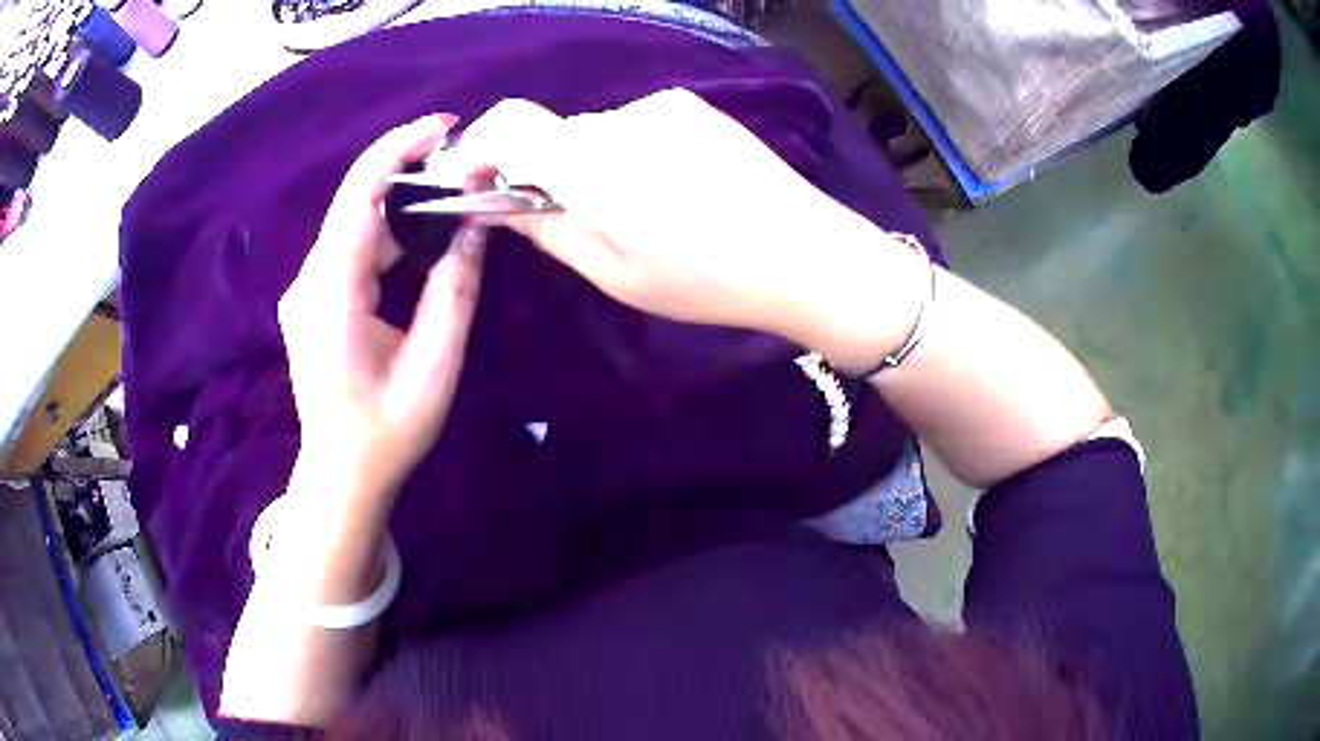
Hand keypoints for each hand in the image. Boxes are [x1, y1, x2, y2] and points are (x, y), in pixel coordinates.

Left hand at [279, 115, 486, 514]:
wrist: (341, 475)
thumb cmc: (387, 431)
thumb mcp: (434, 366)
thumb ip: (453, 289)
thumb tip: (475, 225)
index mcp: (330, 293)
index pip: (359, 196)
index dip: (398, 149)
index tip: (445, 127)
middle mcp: (309, 281)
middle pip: (357, 203)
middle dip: (409, 173)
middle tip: (467, 166)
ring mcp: (307, 290)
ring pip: (356, 225)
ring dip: (403, 205)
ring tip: (455, 197)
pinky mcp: (314, 299)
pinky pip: (352, 250)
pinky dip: (389, 233)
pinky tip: (423, 236)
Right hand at [430, 89, 904, 358]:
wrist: (803, 253)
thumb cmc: (705, 280)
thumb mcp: (613, 273)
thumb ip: (548, 229)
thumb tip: (504, 201)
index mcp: (593, 165)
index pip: (506, 123)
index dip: (480, 148)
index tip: (479, 182)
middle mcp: (621, 120)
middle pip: (555, 133)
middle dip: (548, 171)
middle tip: (575, 218)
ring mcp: (662, 107)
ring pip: (598, 132)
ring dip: (596, 165)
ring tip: (644, 211)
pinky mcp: (694, 107)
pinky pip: (637, 126)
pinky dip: (633, 153)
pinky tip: (675, 188)